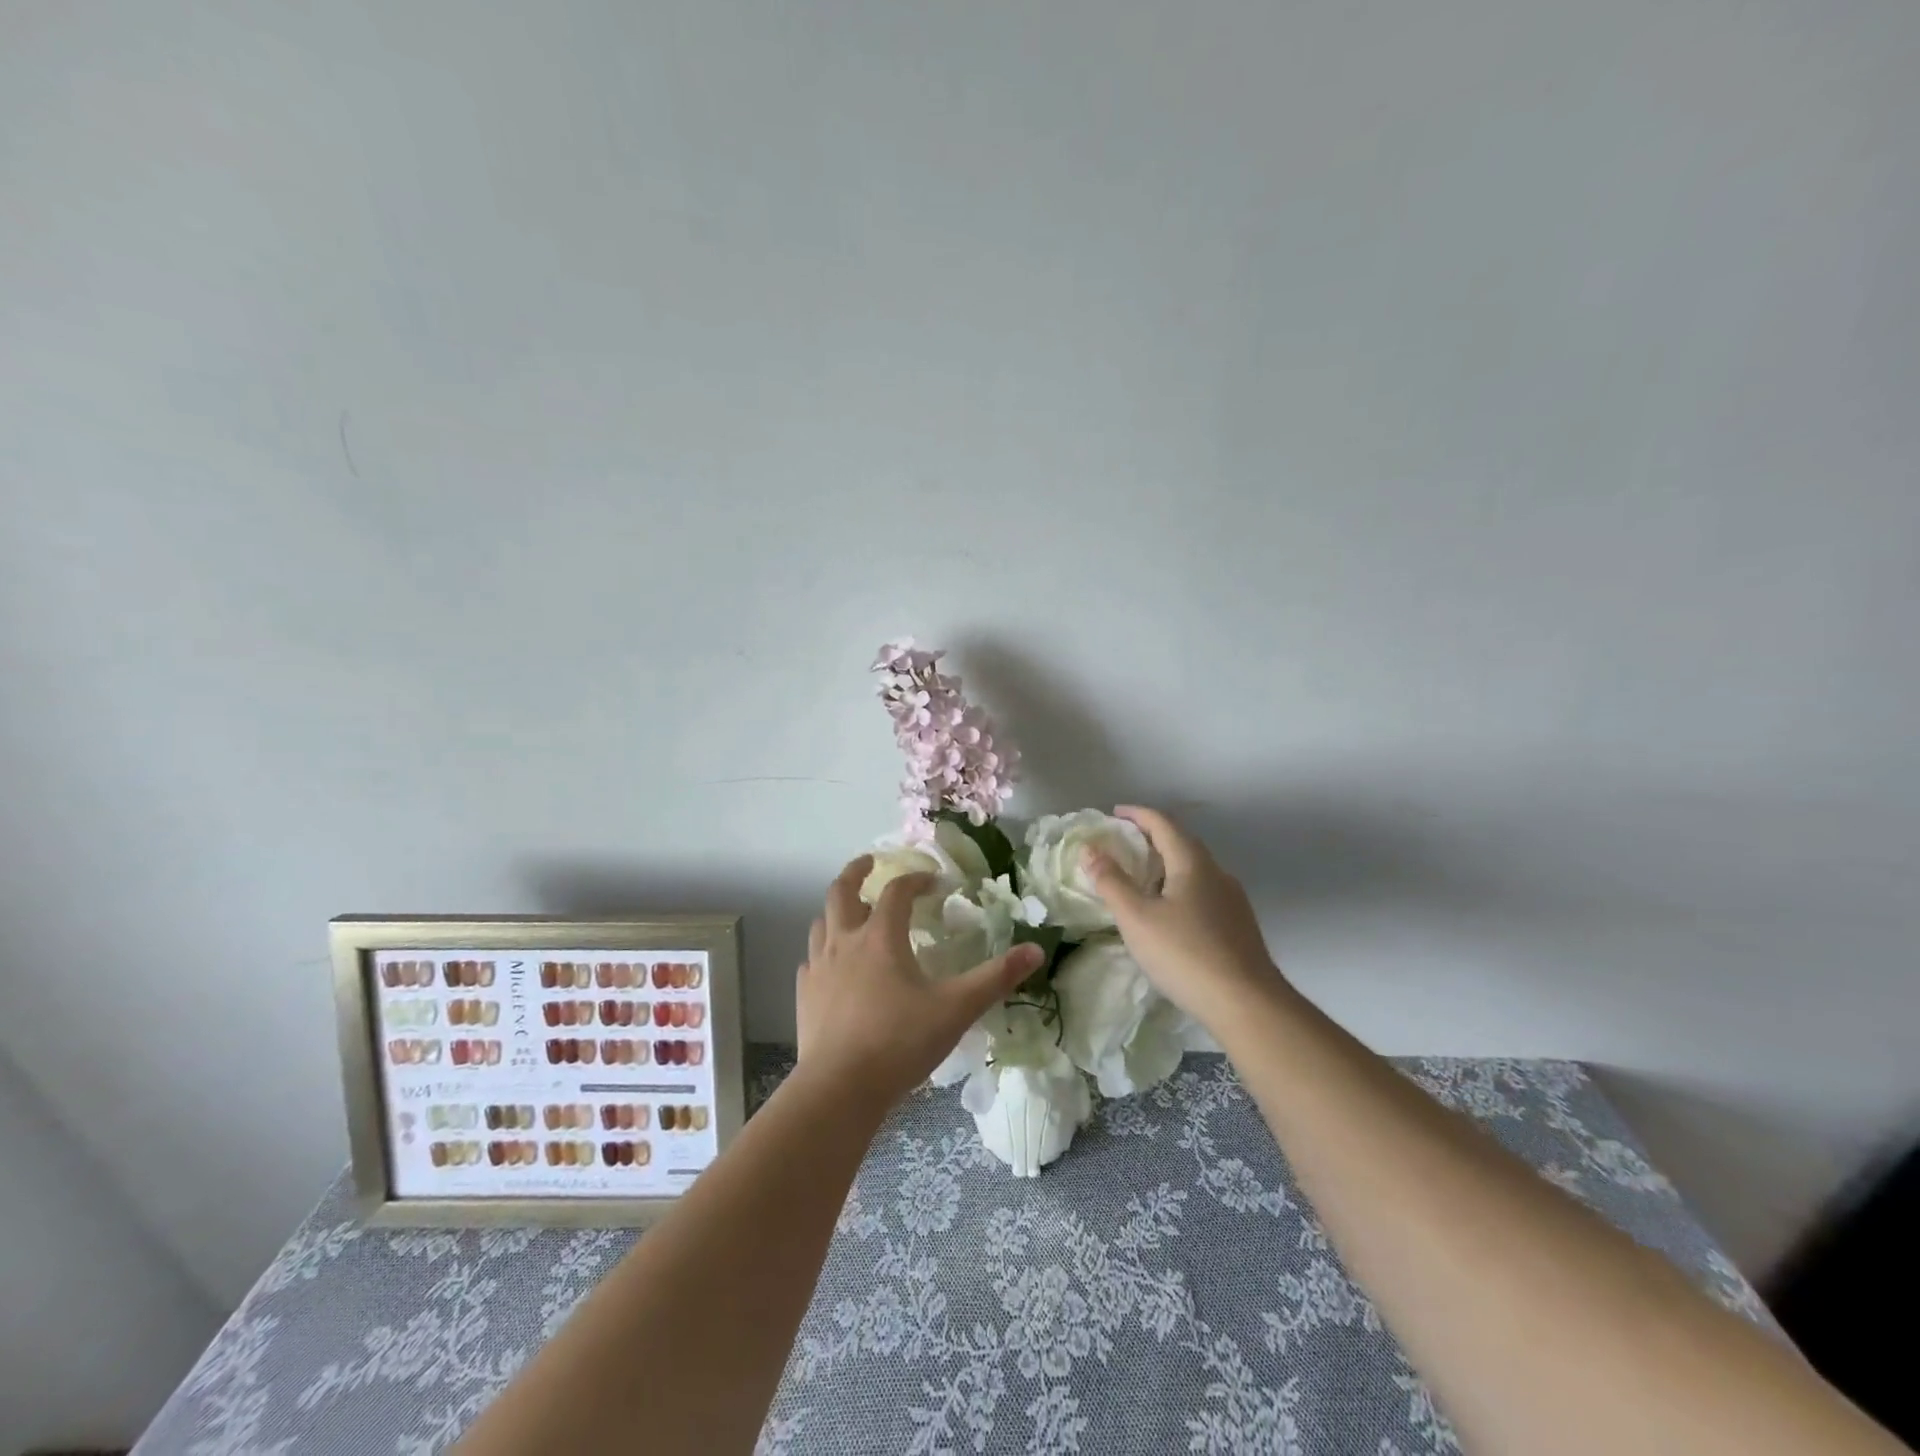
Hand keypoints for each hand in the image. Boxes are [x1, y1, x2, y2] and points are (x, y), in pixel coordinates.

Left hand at [795, 854, 1043, 1113]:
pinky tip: (832, 966)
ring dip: (837, 911)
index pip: (897, 891)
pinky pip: (811, 960)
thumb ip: (995, 978)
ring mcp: (819, 968)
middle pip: (842, 891)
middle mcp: (845, 942)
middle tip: (870, 863)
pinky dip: (823, 952)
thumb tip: (1035, 950)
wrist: (839, 1089)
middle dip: (857, 872)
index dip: (916, 880)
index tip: (934, 882)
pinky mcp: (804, 995)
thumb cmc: (900, 1042)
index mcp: (881, 937)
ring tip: (852, 913)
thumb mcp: (956, 1009)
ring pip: (821, 922)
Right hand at [1083, 806, 1288, 1029]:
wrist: (1247, 1004)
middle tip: (1124, 845)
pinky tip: (1169, 914)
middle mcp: (1217, 874)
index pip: (1163, 824)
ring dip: (1167, 866)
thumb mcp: (1137, 918)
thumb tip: (1090, 850)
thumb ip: (1111, 882)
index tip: (1115, 813)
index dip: (1137, 815)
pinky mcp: (1238, 927)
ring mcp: (1232, 901)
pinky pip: (1203, 894)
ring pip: (1195, 871)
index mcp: (1193, 864)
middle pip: (1182, 844)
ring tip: (1142, 879)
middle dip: (1152, 838)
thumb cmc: (1185, 954)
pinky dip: (1180, 889)